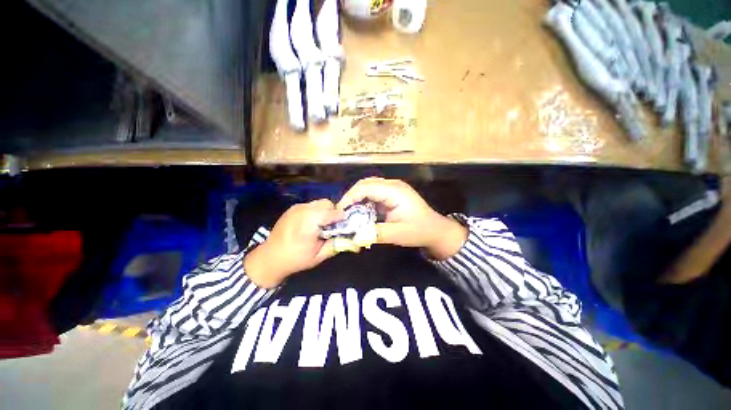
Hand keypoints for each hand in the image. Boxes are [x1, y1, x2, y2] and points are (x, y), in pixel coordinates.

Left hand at [244, 199, 343, 287]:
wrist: (270, 257)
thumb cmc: (296, 259)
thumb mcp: (319, 256)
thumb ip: (336, 244)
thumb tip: (350, 238)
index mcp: (310, 223)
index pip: (333, 212)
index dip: (341, 217)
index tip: (344, 225)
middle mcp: (303, 211)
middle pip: (327, 203)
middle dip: (332, 213)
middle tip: (331, 227)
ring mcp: (297, 207)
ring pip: (319, 203)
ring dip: (324, 211)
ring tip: (320, 225)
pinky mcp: (293, 208)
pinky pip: (311, 205)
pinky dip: (315, 211)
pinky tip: (310, 224)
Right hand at [338, 178, 467, 259]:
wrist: (436, 230)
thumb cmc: (420, 230)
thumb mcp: (398, 234)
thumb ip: (376, 233)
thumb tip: (354, 236)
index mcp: (394, 190)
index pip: (366, 187)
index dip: (350, 197)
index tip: (339, 211)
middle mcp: (392, 185)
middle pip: (365, 185)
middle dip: (351, 197)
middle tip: (342, 213)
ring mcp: (392, 189)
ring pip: (368, 189)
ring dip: (357, 200)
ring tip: (348, 214)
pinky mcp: (391, 196)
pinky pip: (373, 195)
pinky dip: (364, 203)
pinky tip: (360, 214)